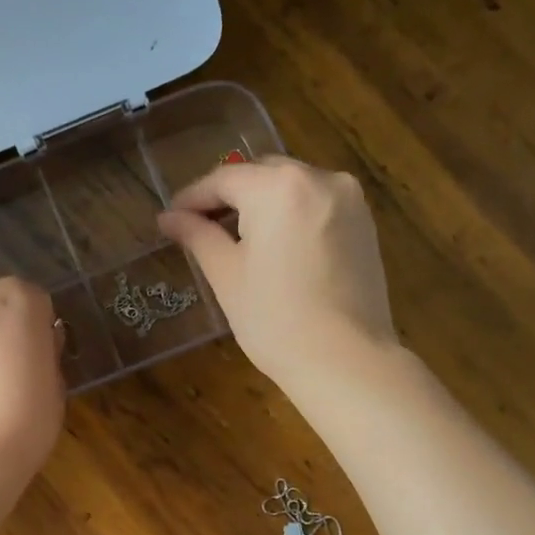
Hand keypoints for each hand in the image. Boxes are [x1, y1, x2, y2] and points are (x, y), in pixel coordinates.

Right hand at [159, 156, 396, 387]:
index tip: (171, 217)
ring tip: (238, 239)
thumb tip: (169, 217)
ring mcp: (349, 200)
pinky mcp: (366, 224)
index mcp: (279, 186)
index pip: (224, 179)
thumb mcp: (227, 275)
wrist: (345, 360)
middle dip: (230, 196)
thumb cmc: (275, 319)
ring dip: (263, 204)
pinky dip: (292, 215)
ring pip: (293, 187)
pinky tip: (277, 246)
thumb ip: (198, 236)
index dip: (193, 197)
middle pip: (262, 174)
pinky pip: (318, 205)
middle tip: (201, 227)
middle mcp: (319, 178)